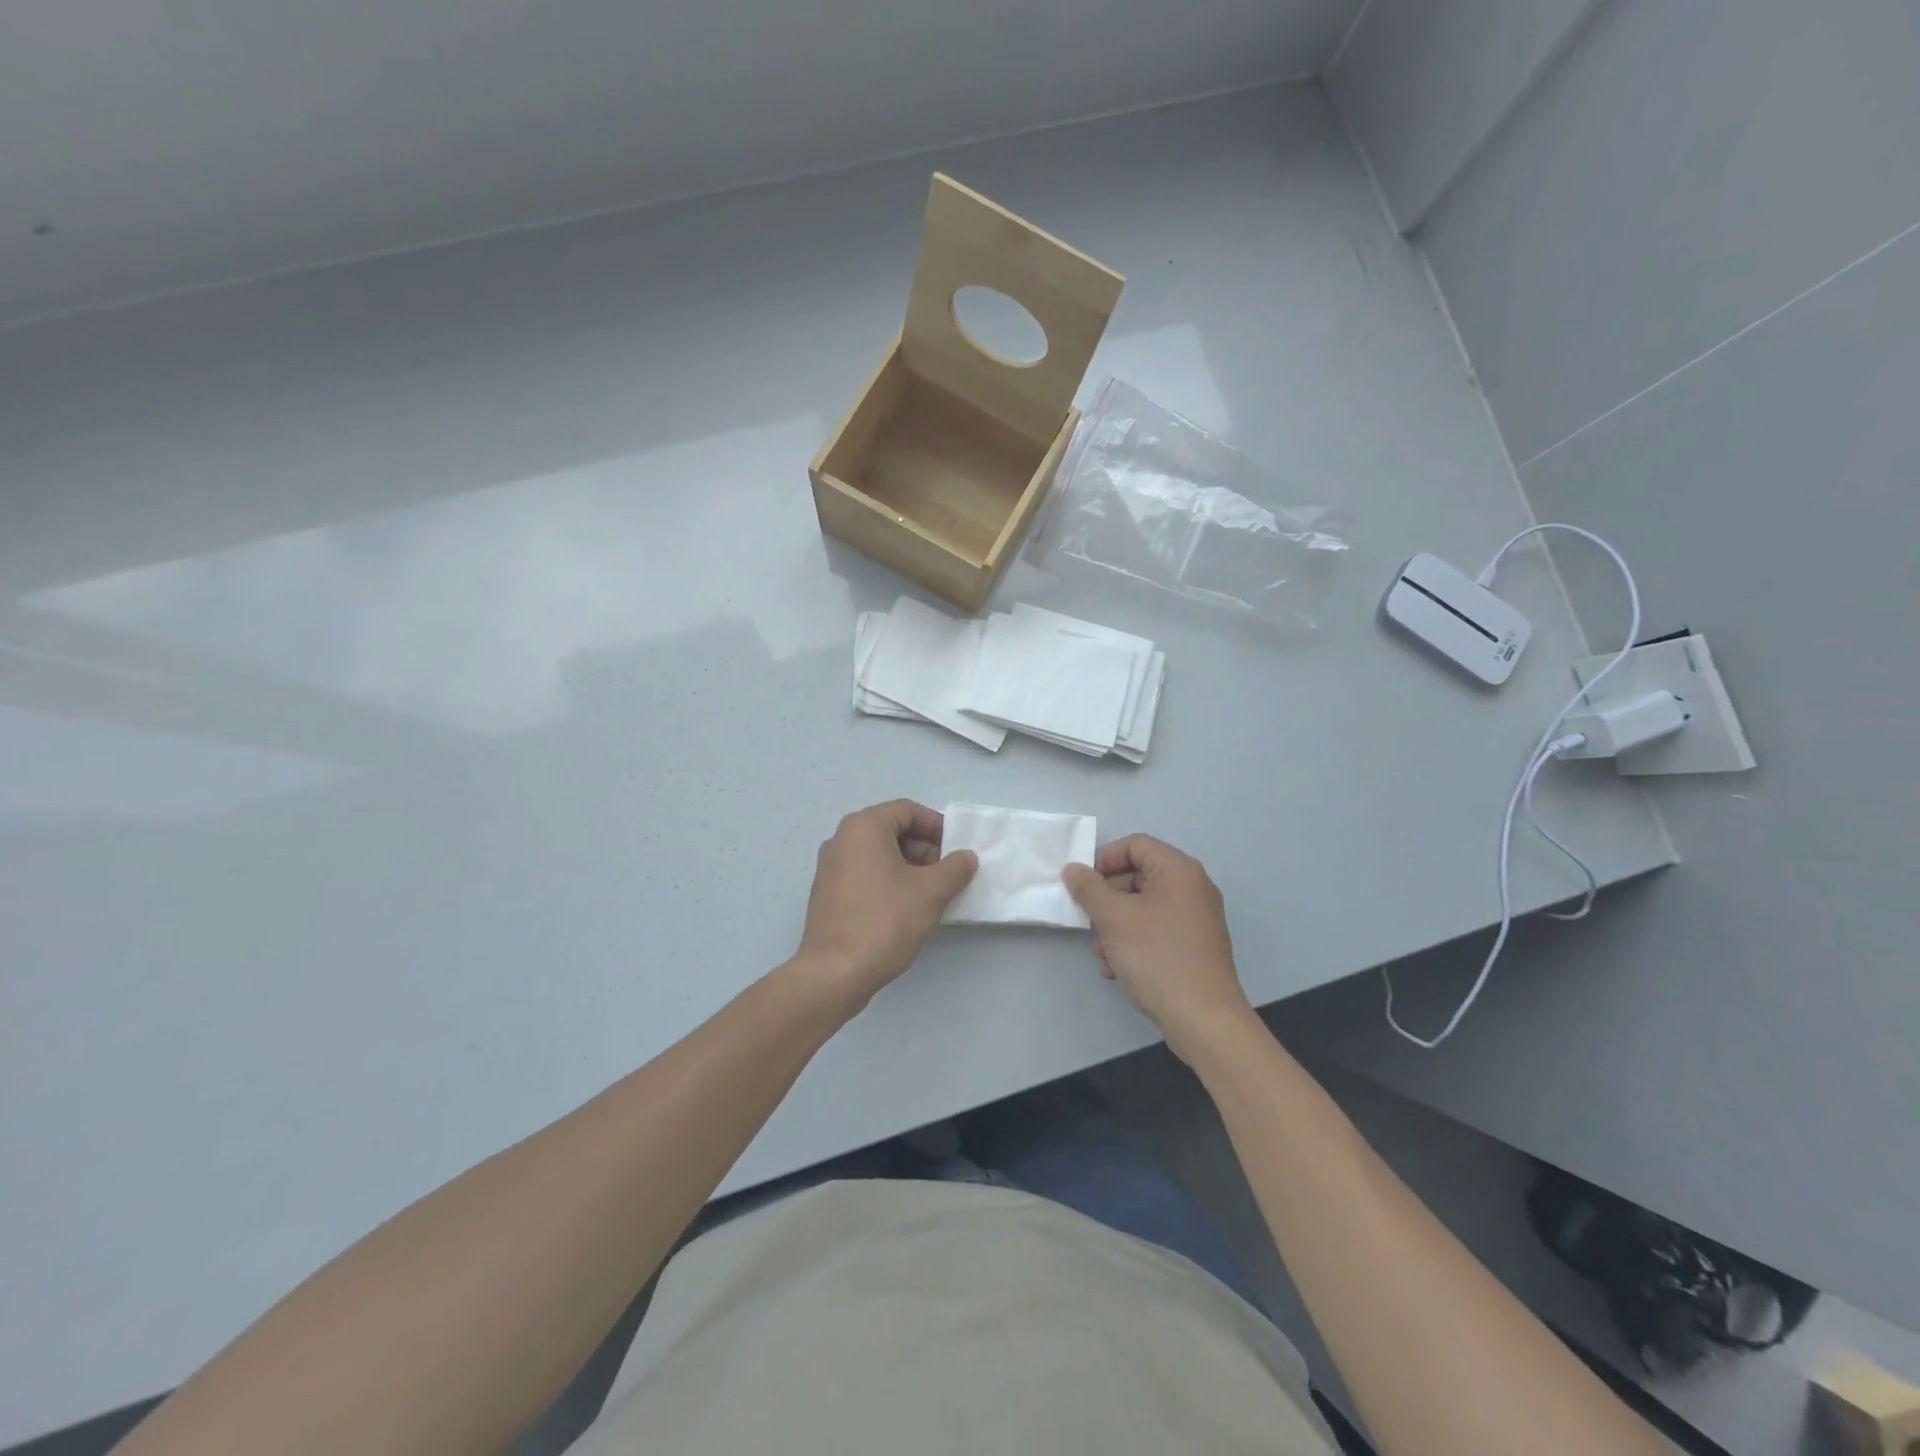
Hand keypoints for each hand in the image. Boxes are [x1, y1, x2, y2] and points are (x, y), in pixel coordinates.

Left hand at [792, 800, 977, 1015]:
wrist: (834, 973)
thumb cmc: (884, 922)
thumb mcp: (931, 892)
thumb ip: (955, 868)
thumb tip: (966, 857)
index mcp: (863, 827)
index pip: (908, 810)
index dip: (938, 827)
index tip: (957, 851)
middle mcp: (842, 839)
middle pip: (892, 830)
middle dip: (925, 848)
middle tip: (947, 875)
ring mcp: (830, 867)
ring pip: (879, 854)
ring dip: (909, 867)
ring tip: (931, 895)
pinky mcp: (827, 893)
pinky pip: (865, 873)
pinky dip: (889, 881)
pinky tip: (905, 909)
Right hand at [1063, 835, 1255, 1061]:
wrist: (1204, 1019)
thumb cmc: (1157, 956)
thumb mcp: (1113, 917)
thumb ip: (1089, 888)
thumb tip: (1073, 869)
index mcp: (1179, 870)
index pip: (1135, 845)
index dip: (1104, 859)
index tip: (1082, 884)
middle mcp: (1192, 888)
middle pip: (1138, 876)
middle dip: (1107, 898)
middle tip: (1088, 920)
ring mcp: (1197, 919)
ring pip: (1144, 907)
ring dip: (1115, 925)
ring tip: (1102, 953)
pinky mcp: (1195, 947)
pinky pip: (1157, 930)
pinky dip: (1133, 942)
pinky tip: (1116, 968)